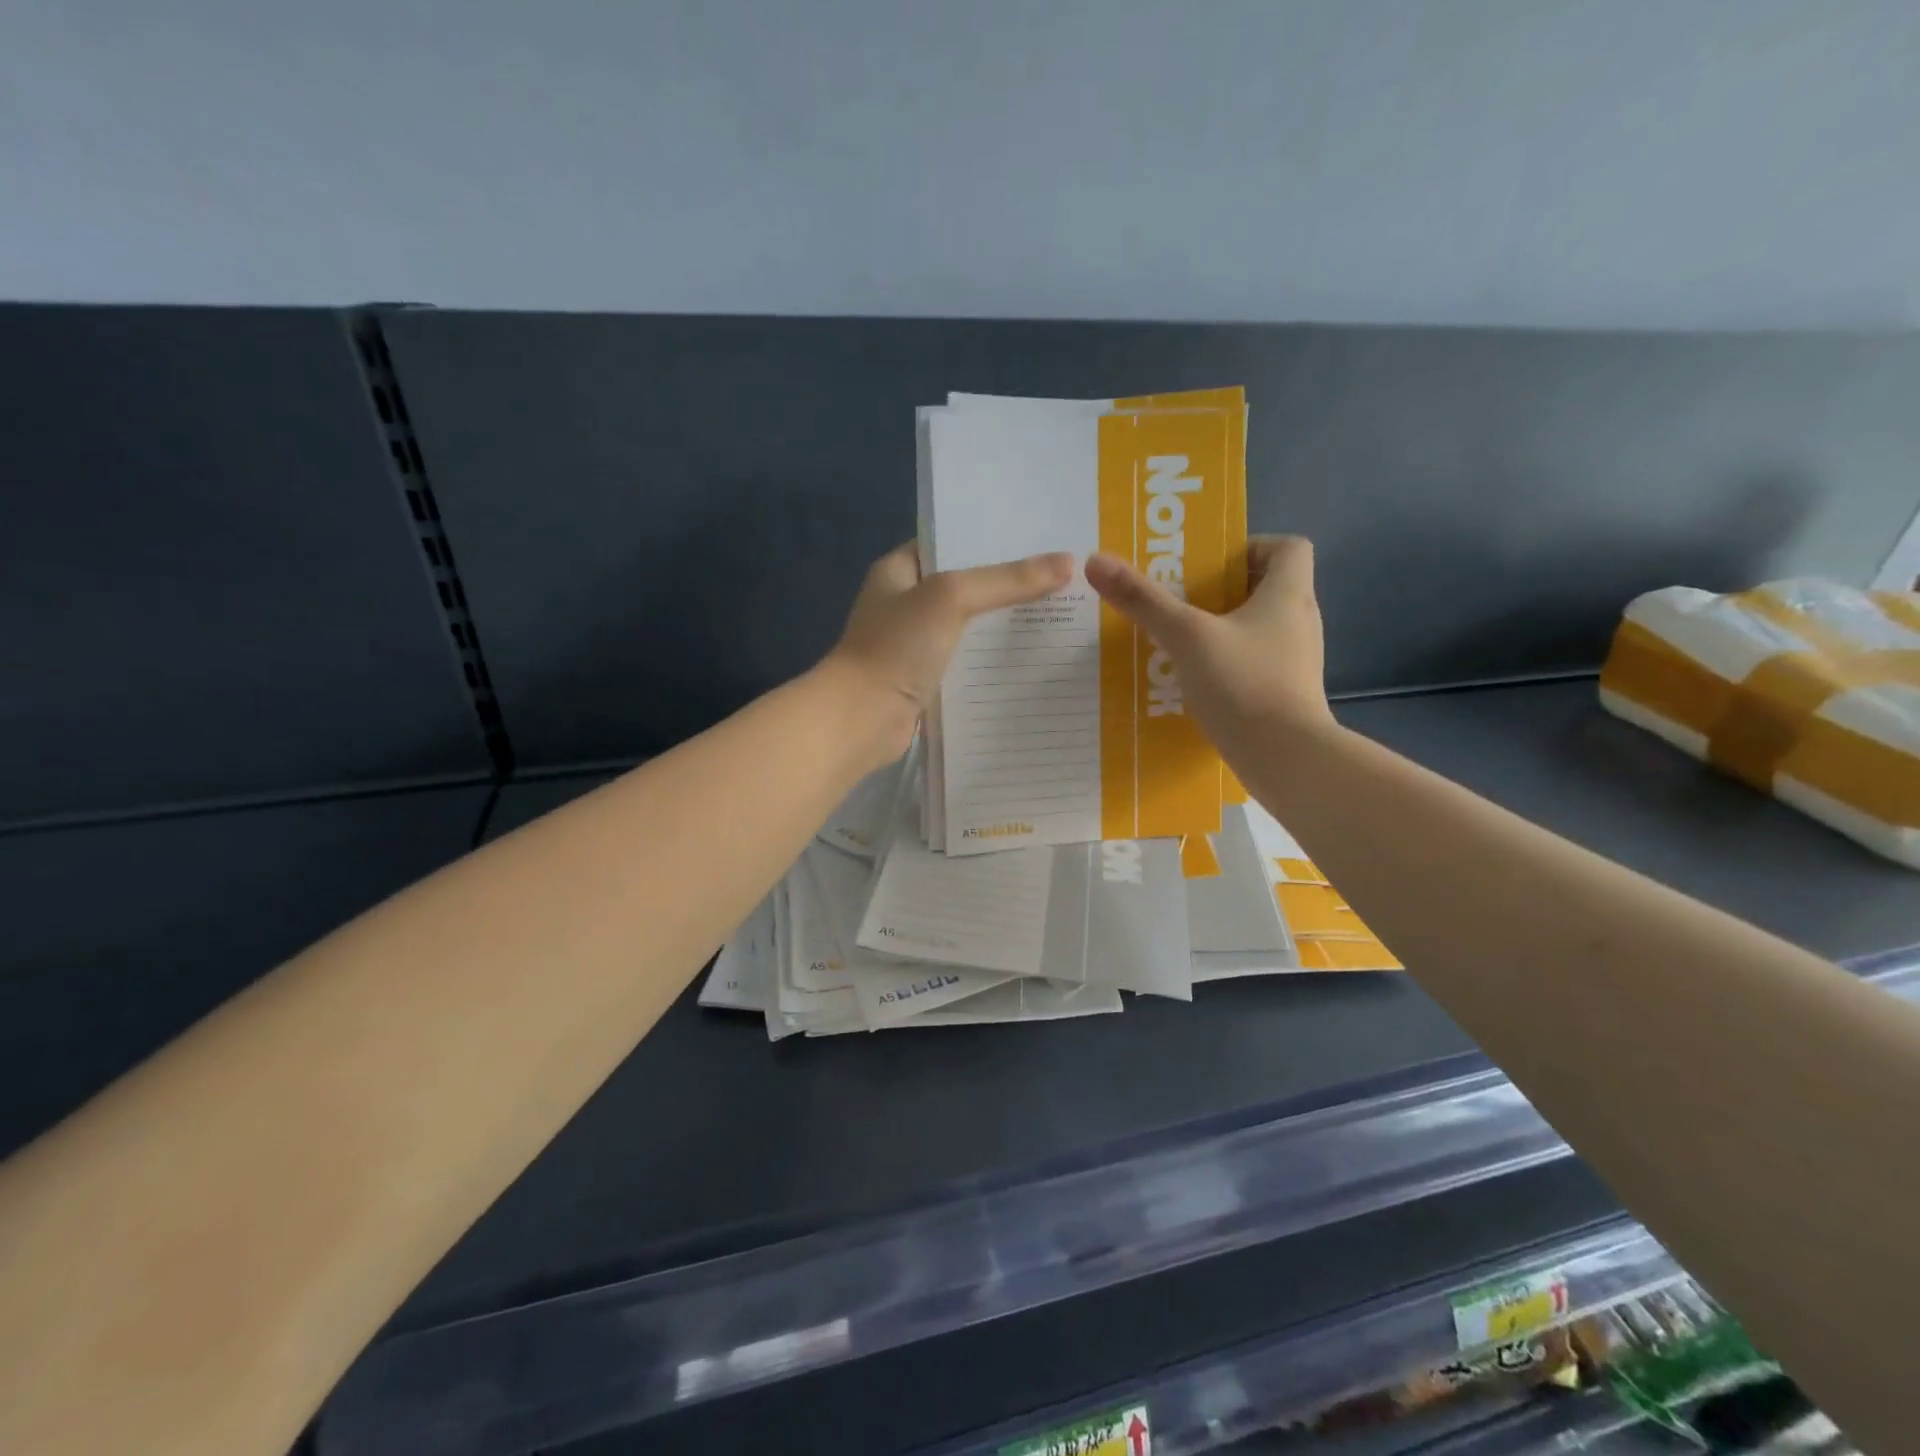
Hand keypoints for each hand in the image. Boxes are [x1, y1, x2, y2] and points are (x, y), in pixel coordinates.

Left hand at [821, 542, 1075, 764]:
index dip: (993, 537)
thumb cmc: (897, 648)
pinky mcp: (925, 679)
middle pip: (966, 585)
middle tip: (1062, 576)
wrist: (861, 720)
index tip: (1041, 536)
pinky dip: (993, 660)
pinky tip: (1033, 657)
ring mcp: (914, 644)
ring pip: (969, 626)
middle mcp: (905, 602)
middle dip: (1008, 583)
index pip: (951, 541)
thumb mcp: (951, 598)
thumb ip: (1006, 580)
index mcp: (899, 570)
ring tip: (1060, 613)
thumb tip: (1068, 563)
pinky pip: (967, 661)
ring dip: (1004, 624)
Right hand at [1084, 535, 1332, 743]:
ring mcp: (1295, 662)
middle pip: (1267, 587)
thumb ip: (1143, 600)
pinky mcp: (1286, 694)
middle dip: (1221, 590)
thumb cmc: (1243, 684)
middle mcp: (1299, 622)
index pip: (1289, 547)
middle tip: (1178, 600)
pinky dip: (1227, 663)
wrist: (1286, 759)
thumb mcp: (1186, 636)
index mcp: (1288, 594)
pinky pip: (1254, 663)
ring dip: (1220, 628)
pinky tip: (1193, 681)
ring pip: (1257, 629)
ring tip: (1177, 641)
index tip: (1210, 565)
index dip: (1252, 546)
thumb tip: (1096, 560)